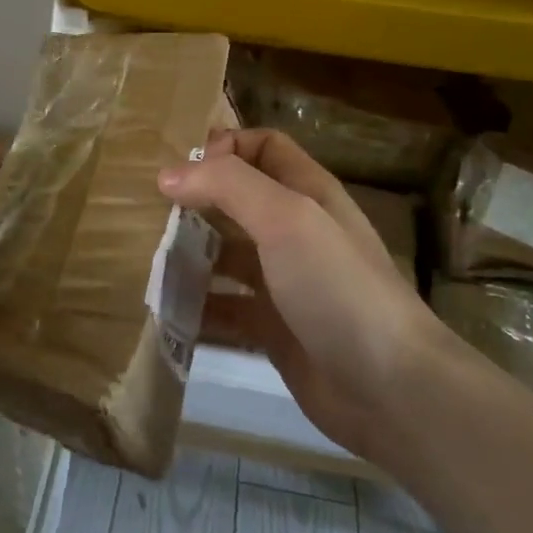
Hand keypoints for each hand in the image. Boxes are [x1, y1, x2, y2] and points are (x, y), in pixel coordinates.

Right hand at [159, 129, 453, 463]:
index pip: (263, 147)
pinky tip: (165, 308)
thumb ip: (228, 186)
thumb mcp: (286, 218)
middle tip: (146, 213)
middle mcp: (294, 231)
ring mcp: (283, 281)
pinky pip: (224, 307)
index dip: (225, 147)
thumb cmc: (337, 286)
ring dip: (189, 253)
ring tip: (144, 259)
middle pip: (237, 201)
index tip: (180, 169)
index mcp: (307, 193)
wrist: (388, 386)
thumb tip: (169, 174)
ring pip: (226, 254)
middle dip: (195, 201)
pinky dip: (196, 305)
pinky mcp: (272, 327)